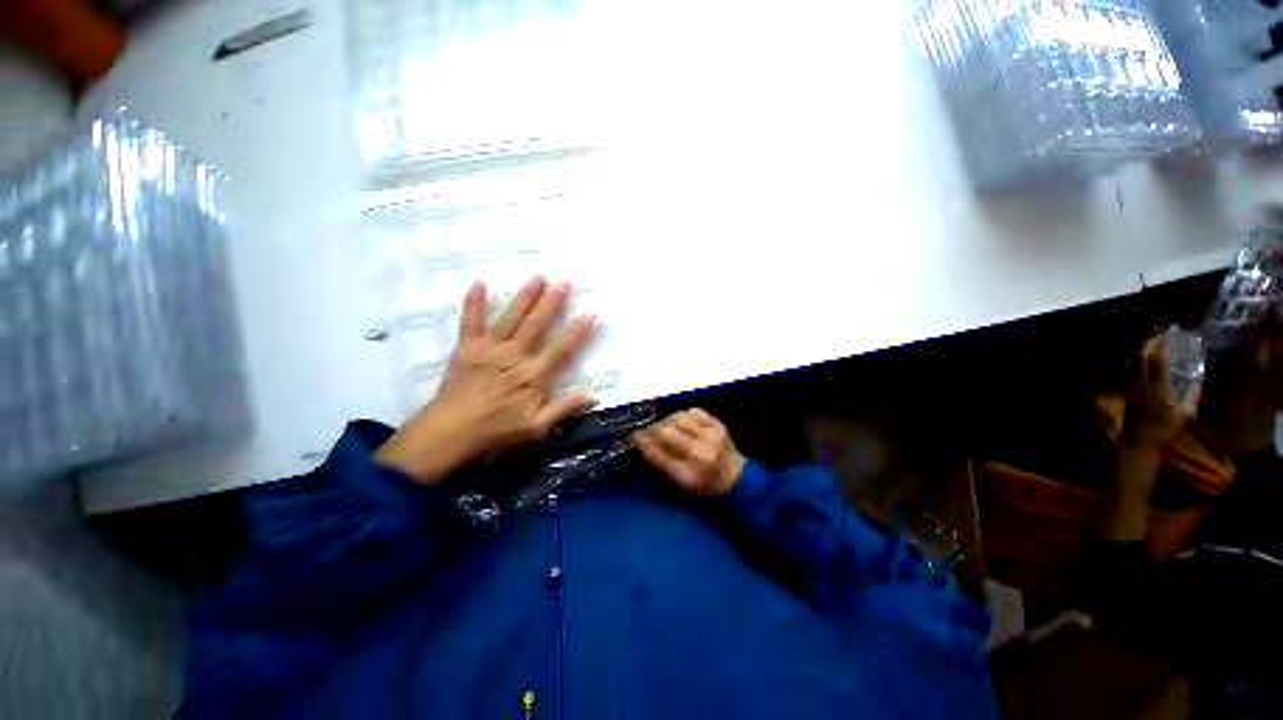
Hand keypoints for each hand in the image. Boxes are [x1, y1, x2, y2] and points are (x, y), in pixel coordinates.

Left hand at [377, 278, 597, 483]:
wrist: (450, 432)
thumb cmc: (496, 431)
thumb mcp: (536, 428)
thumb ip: (564, 409)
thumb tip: (594, 397)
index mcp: (533, 375)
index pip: (561, 349)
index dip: (577, 331)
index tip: (590, 313)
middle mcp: (514, 356)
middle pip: (536, 325)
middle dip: (552, 303)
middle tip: (564, 282)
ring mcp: (489, 349)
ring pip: (511, 318)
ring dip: (525, 296)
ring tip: (538, 277)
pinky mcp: (467, 347)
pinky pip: (470, 321)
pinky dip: (474, 302)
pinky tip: (479, 282)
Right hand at [632, 409, 745, 497]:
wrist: (736, 479)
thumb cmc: (703, 487)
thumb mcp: (679, 486)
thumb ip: (660, 464)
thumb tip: (640, 442)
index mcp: (688, 475)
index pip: (656, 454)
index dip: (641, 442)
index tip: (632, 436)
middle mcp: (699, 454)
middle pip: (665, 432)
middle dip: (651, 430)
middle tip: (647, 432)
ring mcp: (711, 437)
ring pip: (677, 418)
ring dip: (666, 421)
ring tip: (664, 427)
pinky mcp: (718, 425)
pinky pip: (693, 412)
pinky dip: (683, 415)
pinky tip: (681, 422)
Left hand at [1122, 336, 1196, 450]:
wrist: (1139, 442)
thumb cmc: (1165, 430)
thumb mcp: (1185, 416)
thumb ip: (1192, 397)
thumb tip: (1198, 381)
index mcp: (1159, 389)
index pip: (1158, 362)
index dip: (1162, 347)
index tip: (1168, 336)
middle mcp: (1142, 385)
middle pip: (1141, 359)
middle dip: (1149, 345)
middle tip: (1160, 337)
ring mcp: (1131, 387)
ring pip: (1133, 363)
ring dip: (1141, 352)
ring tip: (1152, 344)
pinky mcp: (1126, 392)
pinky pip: (1129, 372)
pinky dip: (1135, 362)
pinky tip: (1141, 359)